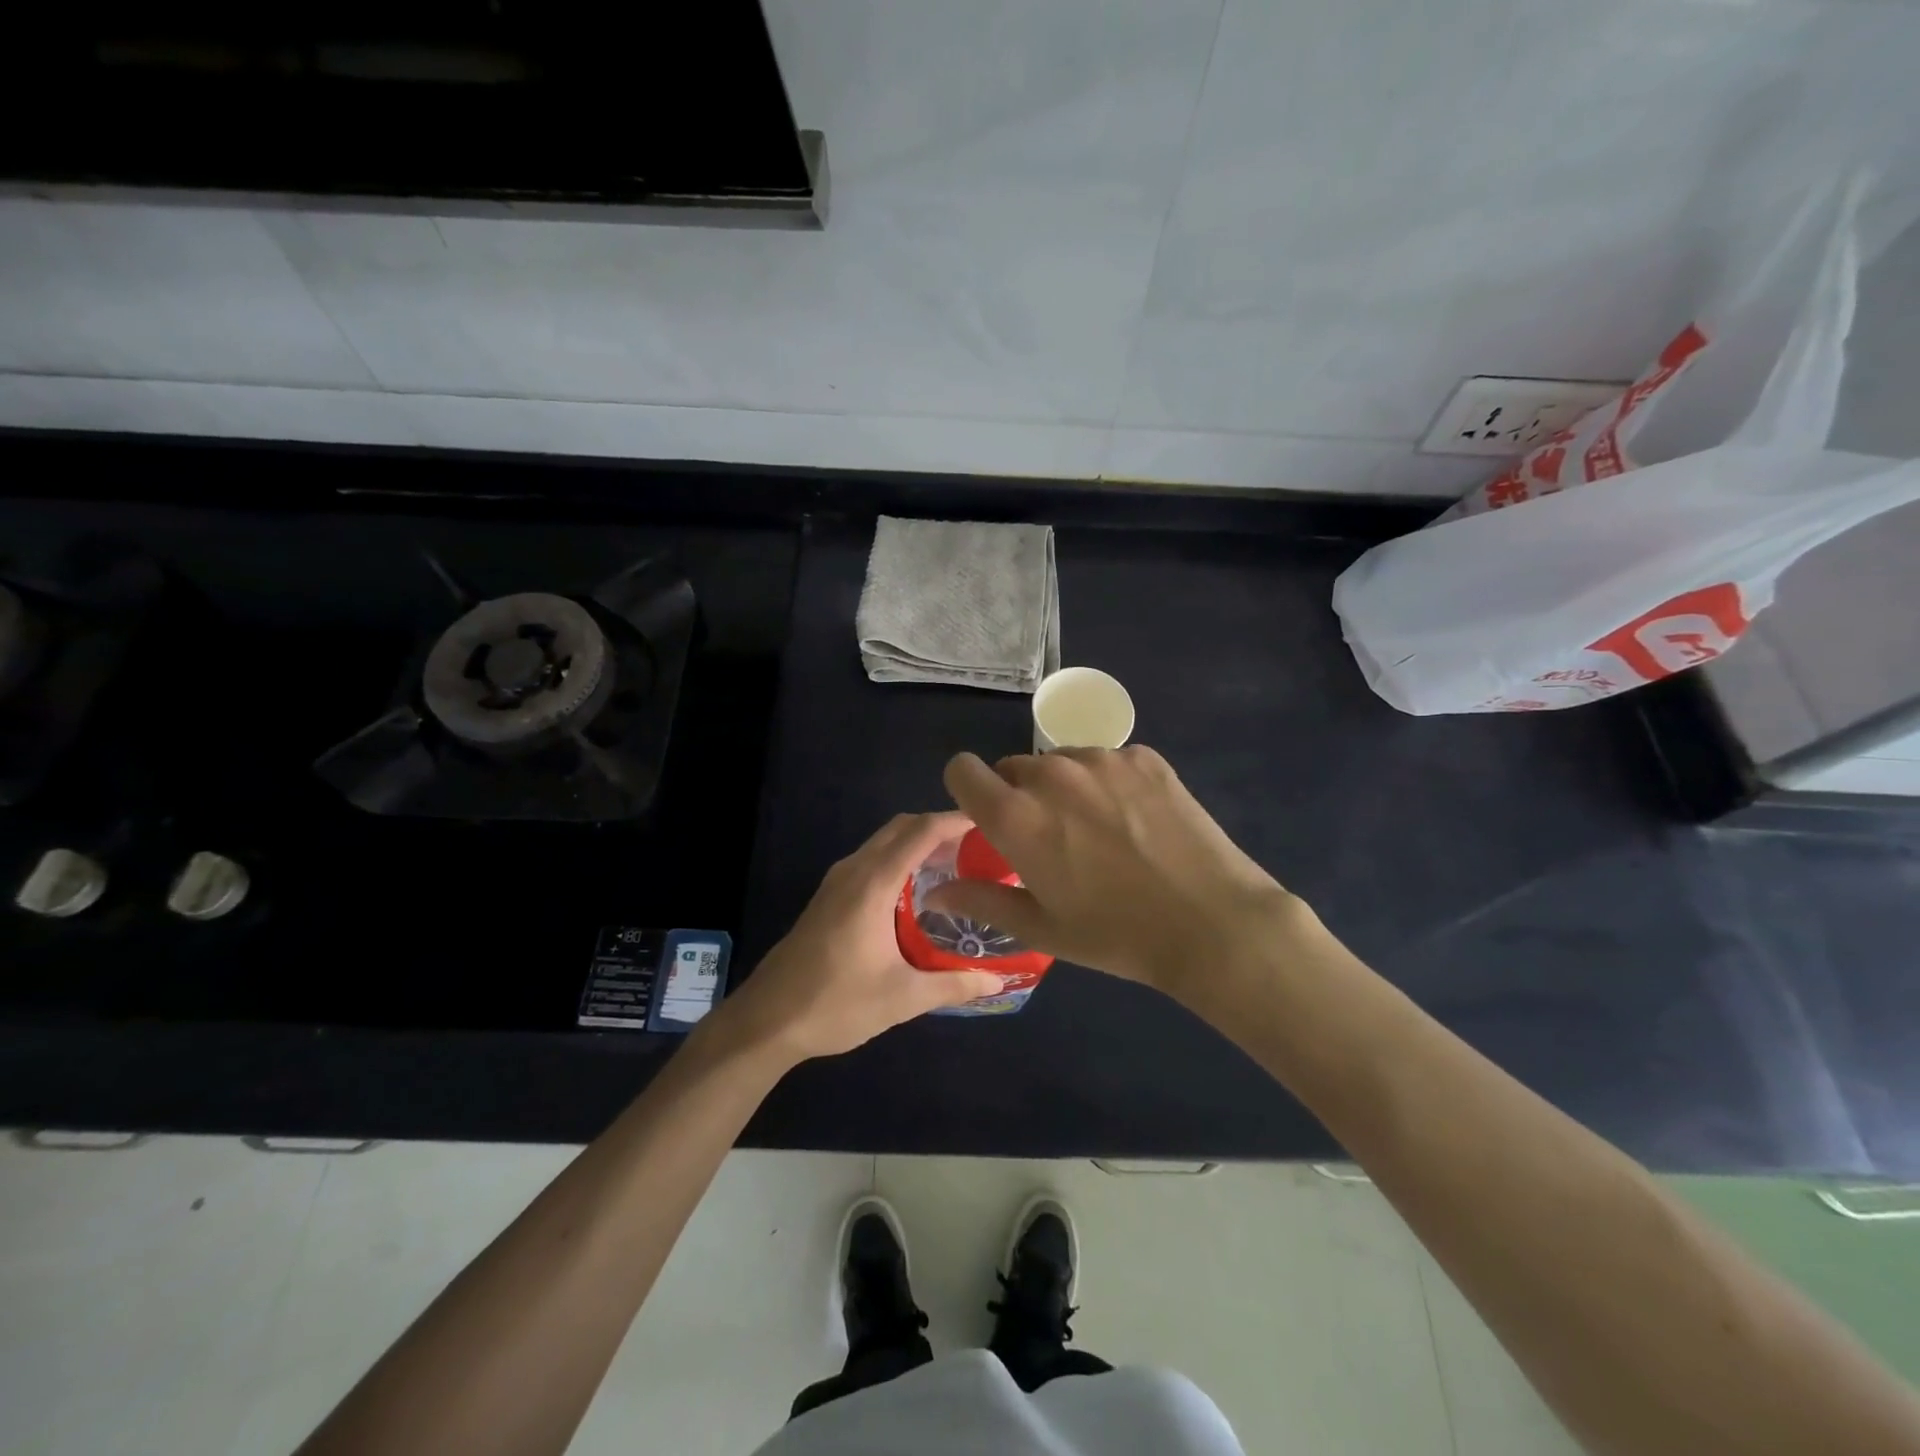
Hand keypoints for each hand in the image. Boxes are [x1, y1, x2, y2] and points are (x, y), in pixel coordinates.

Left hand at [716, 811, 1005, 1063]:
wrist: (766, 1022)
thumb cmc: (836, 1004)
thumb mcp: (902, 998)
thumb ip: (954, 984)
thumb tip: (998, 982)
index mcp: (873, 883)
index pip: (921, 832)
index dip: (954, 820)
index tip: (988, 821)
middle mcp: (853, 871)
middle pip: (901, 828)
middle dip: (939, 828)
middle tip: (978, 847)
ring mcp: (836, 882)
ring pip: (883, 843)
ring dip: (917, 843)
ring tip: (955, 865)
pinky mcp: (827, 897)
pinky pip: (871, 860)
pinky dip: (898, 859)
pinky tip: (917, 891)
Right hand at [928, 747, 1298, 1006]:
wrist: (1212, 923)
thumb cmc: (1117, 935)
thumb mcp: (1042, 928)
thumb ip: (982, 900)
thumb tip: (934, 892)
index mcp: (1017, 816)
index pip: (962, 770)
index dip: (967, 789)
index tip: (986, 816)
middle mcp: (1052, 775)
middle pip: (1013, 766)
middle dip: (1019, 795)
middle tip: (1051, 837)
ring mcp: (1101, 760)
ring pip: (1059, 761)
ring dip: (1062, 786)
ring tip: (1097, 828)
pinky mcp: (1143, 757)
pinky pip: (1104, 759)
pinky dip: (1106, 781)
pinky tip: (1134, 819)